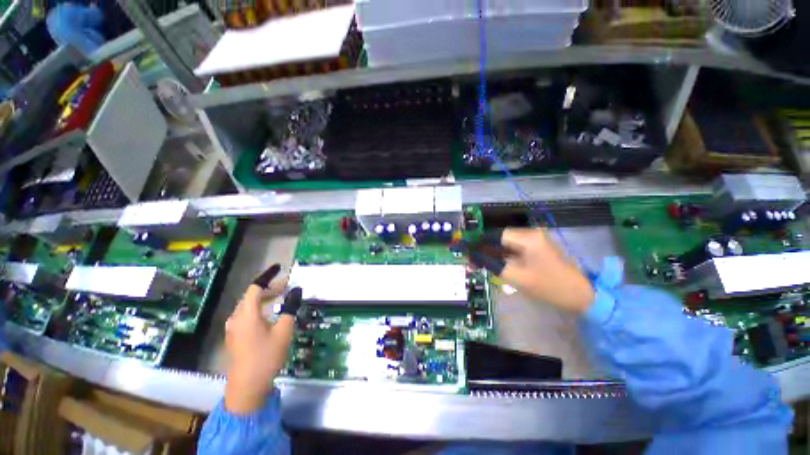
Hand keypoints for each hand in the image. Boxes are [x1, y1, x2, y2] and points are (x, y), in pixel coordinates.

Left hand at [224, 264, 301, 413]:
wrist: (247, 387)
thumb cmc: (267, 356)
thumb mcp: (284, 330)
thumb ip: (290, 307)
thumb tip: (296, 290)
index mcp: (246, 314)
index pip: (255, 287)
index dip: (267, 276)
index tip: (279, 268)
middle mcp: (236, 318)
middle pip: (251, 295)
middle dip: (269, 288)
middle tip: (287, 286)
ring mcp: (233, 328)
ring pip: (248, 305)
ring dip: (264, 298)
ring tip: (280, 297)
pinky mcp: (235, 336)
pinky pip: (246, 315)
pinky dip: (259, 308)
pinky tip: (269, 313)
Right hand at [464, 229, 594, 313]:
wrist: (581, 295)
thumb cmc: (549, 287)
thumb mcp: (517, 277)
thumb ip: (493, 265)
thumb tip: (474, 257)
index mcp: (528, 238)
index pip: (496, 235)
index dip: (481, 243)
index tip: (469, 252)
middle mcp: (532, 234)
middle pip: (501, 238)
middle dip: (487, 250)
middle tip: (474, 262)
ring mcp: (536, 240)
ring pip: (507, 244)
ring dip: (495, 253)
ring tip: (482, 265)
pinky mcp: (538, 247)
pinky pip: (516, 248)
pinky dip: (505, 256)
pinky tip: (497, 265)